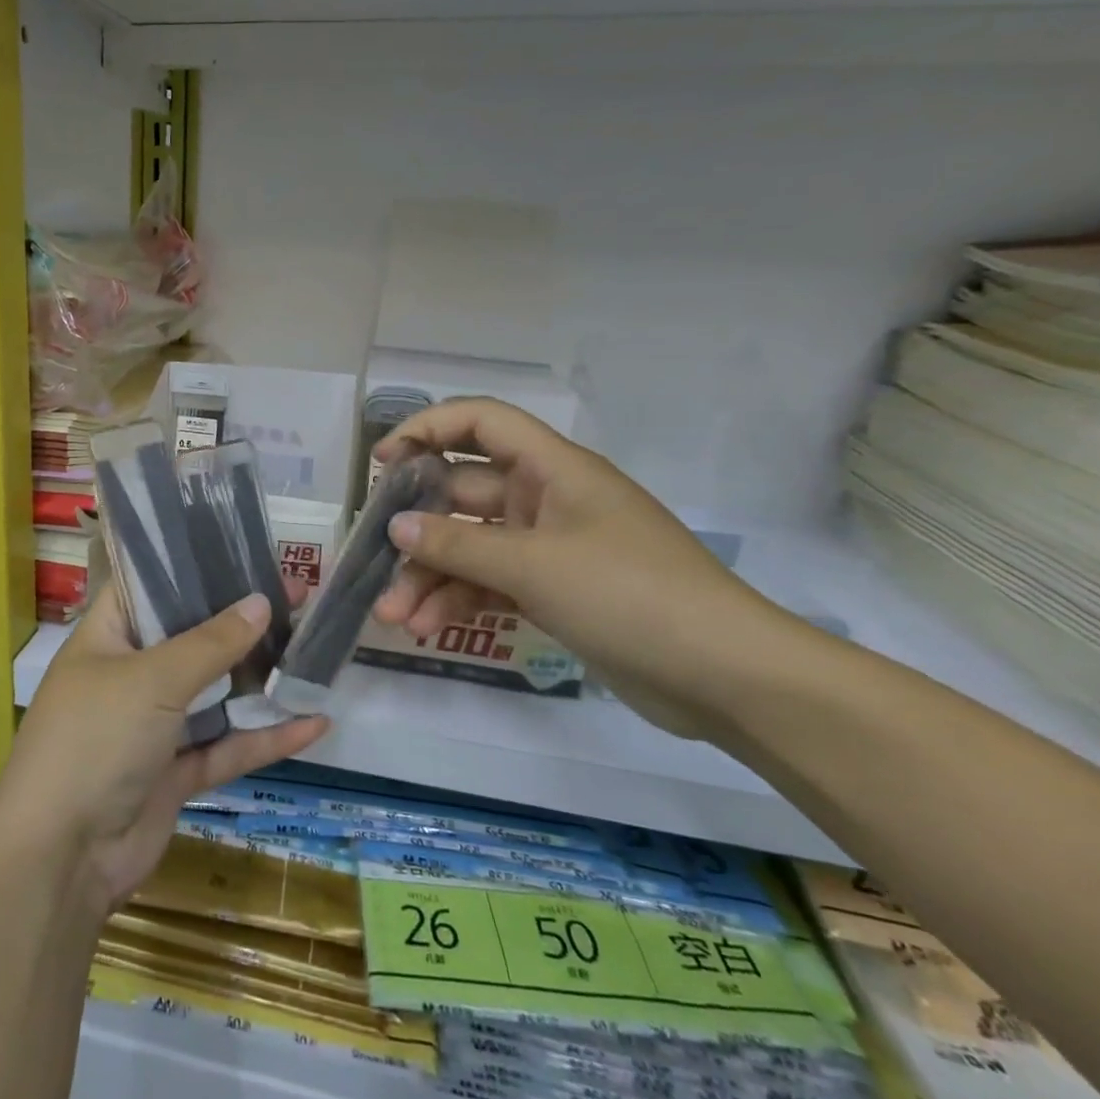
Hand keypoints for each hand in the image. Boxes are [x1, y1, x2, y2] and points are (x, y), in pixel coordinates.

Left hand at [0, 583, 328, 920]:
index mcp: (108, 636)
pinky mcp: (176, 772)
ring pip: (215, 691)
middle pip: (191, 636)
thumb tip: (262, 601)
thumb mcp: (152, 679)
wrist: (61, 858)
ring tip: (311, 648)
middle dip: (240, 619)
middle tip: (297, 594)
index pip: (149, 584)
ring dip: (259, 677)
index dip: (194, 565)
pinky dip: (266, 737)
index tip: (245, 551)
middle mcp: (130, 673)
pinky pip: (227, 745)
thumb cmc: (95, 740)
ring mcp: (153, 725)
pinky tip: (314, 723)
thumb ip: (210, 642)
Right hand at [372, 399, 784, 738]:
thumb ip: (457, 544)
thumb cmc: (630, 595)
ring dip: (430, 576)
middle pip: (462, 493)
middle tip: (372, 559)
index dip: (427, 428)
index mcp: (552, 468)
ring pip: (471, 546)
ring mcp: (549, 547)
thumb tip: (395, 527)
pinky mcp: (553, 590)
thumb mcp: (534, 566)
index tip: (382, 462)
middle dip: (417, 529)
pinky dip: (458, 601)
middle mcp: (546, 498)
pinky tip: (426, 627)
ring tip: (394, 616)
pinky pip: (490, 583)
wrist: (726, 676)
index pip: (480, 422)